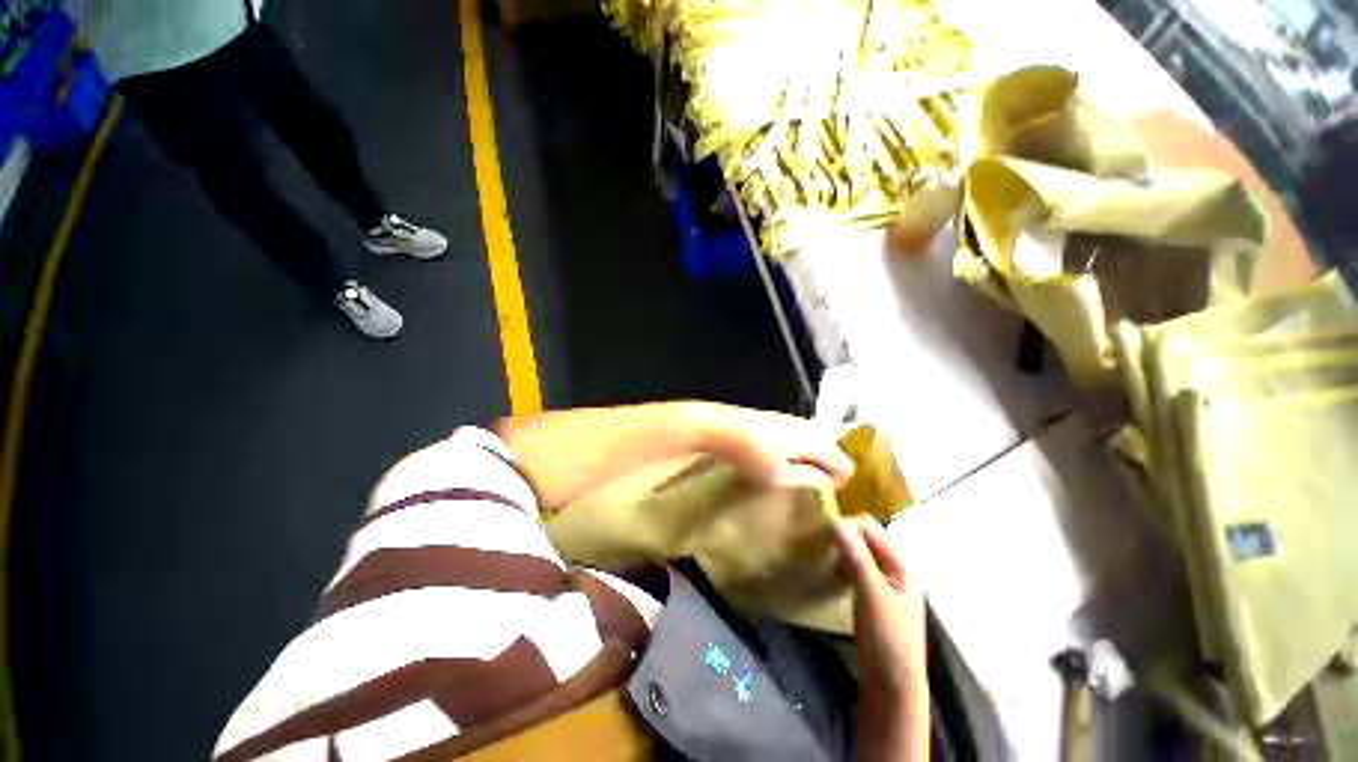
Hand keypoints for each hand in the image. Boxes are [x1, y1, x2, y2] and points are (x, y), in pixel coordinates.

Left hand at [696, 404, 854, 487]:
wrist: (720, 426)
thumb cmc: (750, 455)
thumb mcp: (780, 476)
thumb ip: (808, 478)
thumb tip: (828, 479)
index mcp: (814, 442)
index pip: (843, 461)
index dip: (843, 479)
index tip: (833, 494)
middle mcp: (808, 426)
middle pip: (832, 448)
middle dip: (831, 466)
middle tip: (820, 484)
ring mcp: (792, 419)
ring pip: (816, 439)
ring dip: (816, 456)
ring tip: (803, 472)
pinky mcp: (778, 417)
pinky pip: (802, 434)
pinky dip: (803, 447)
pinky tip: (787, 456)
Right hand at [834, 515, 928, 761]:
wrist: (892, 685)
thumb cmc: (887, 638)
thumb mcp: (871, 594)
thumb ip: (856, 557)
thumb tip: (836, 521)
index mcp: (901, 562)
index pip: (869, 527)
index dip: (845, 525)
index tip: (820, 532)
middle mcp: (895, 565)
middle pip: (865, 536)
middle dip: (842, 535)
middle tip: (818, 543)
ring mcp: (885, 580)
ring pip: (859, 551)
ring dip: (841, 550)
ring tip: (821, 556)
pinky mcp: (874, 592)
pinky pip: (856, 566)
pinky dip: (843, 564)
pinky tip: (832, 573)